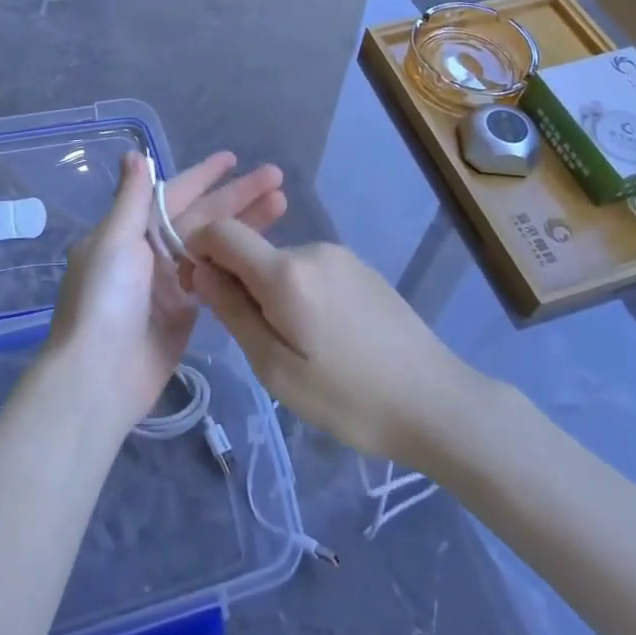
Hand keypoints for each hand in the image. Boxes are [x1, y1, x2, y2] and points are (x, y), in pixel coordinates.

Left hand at [44, 150, 286, 431]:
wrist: (100, 375)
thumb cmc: (104, 300)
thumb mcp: (114, 242)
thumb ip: (131, 199)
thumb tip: (133, 154)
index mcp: (131, 230)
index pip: (174, 194)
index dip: (203, 176)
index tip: (233, 158)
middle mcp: (152, 251)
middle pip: (202, 216)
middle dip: (237, 196)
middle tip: (276, 177)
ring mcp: (171, 282)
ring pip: (215, 244)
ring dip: (245, 225)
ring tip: (282, 203)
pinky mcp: (187, 311)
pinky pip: (217, 277)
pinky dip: (238, 262)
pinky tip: (266, 249)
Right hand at [186, 223, 476, 466]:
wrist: (437, 403)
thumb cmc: (349, 397)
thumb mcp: (276, 368)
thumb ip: (233, 312)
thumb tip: (202, 271)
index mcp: (285, 271)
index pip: (221, 232)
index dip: (199, 252)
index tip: (201, 292)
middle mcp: (312, 248)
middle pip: (252, 252)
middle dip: (238, 284)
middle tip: (257, 342)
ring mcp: (342, 256)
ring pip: (282, 265)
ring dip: (272, 294)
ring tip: (299, 349)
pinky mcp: (362, 270)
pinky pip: (312, 273)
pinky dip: (300, 295)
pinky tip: (327, 339)